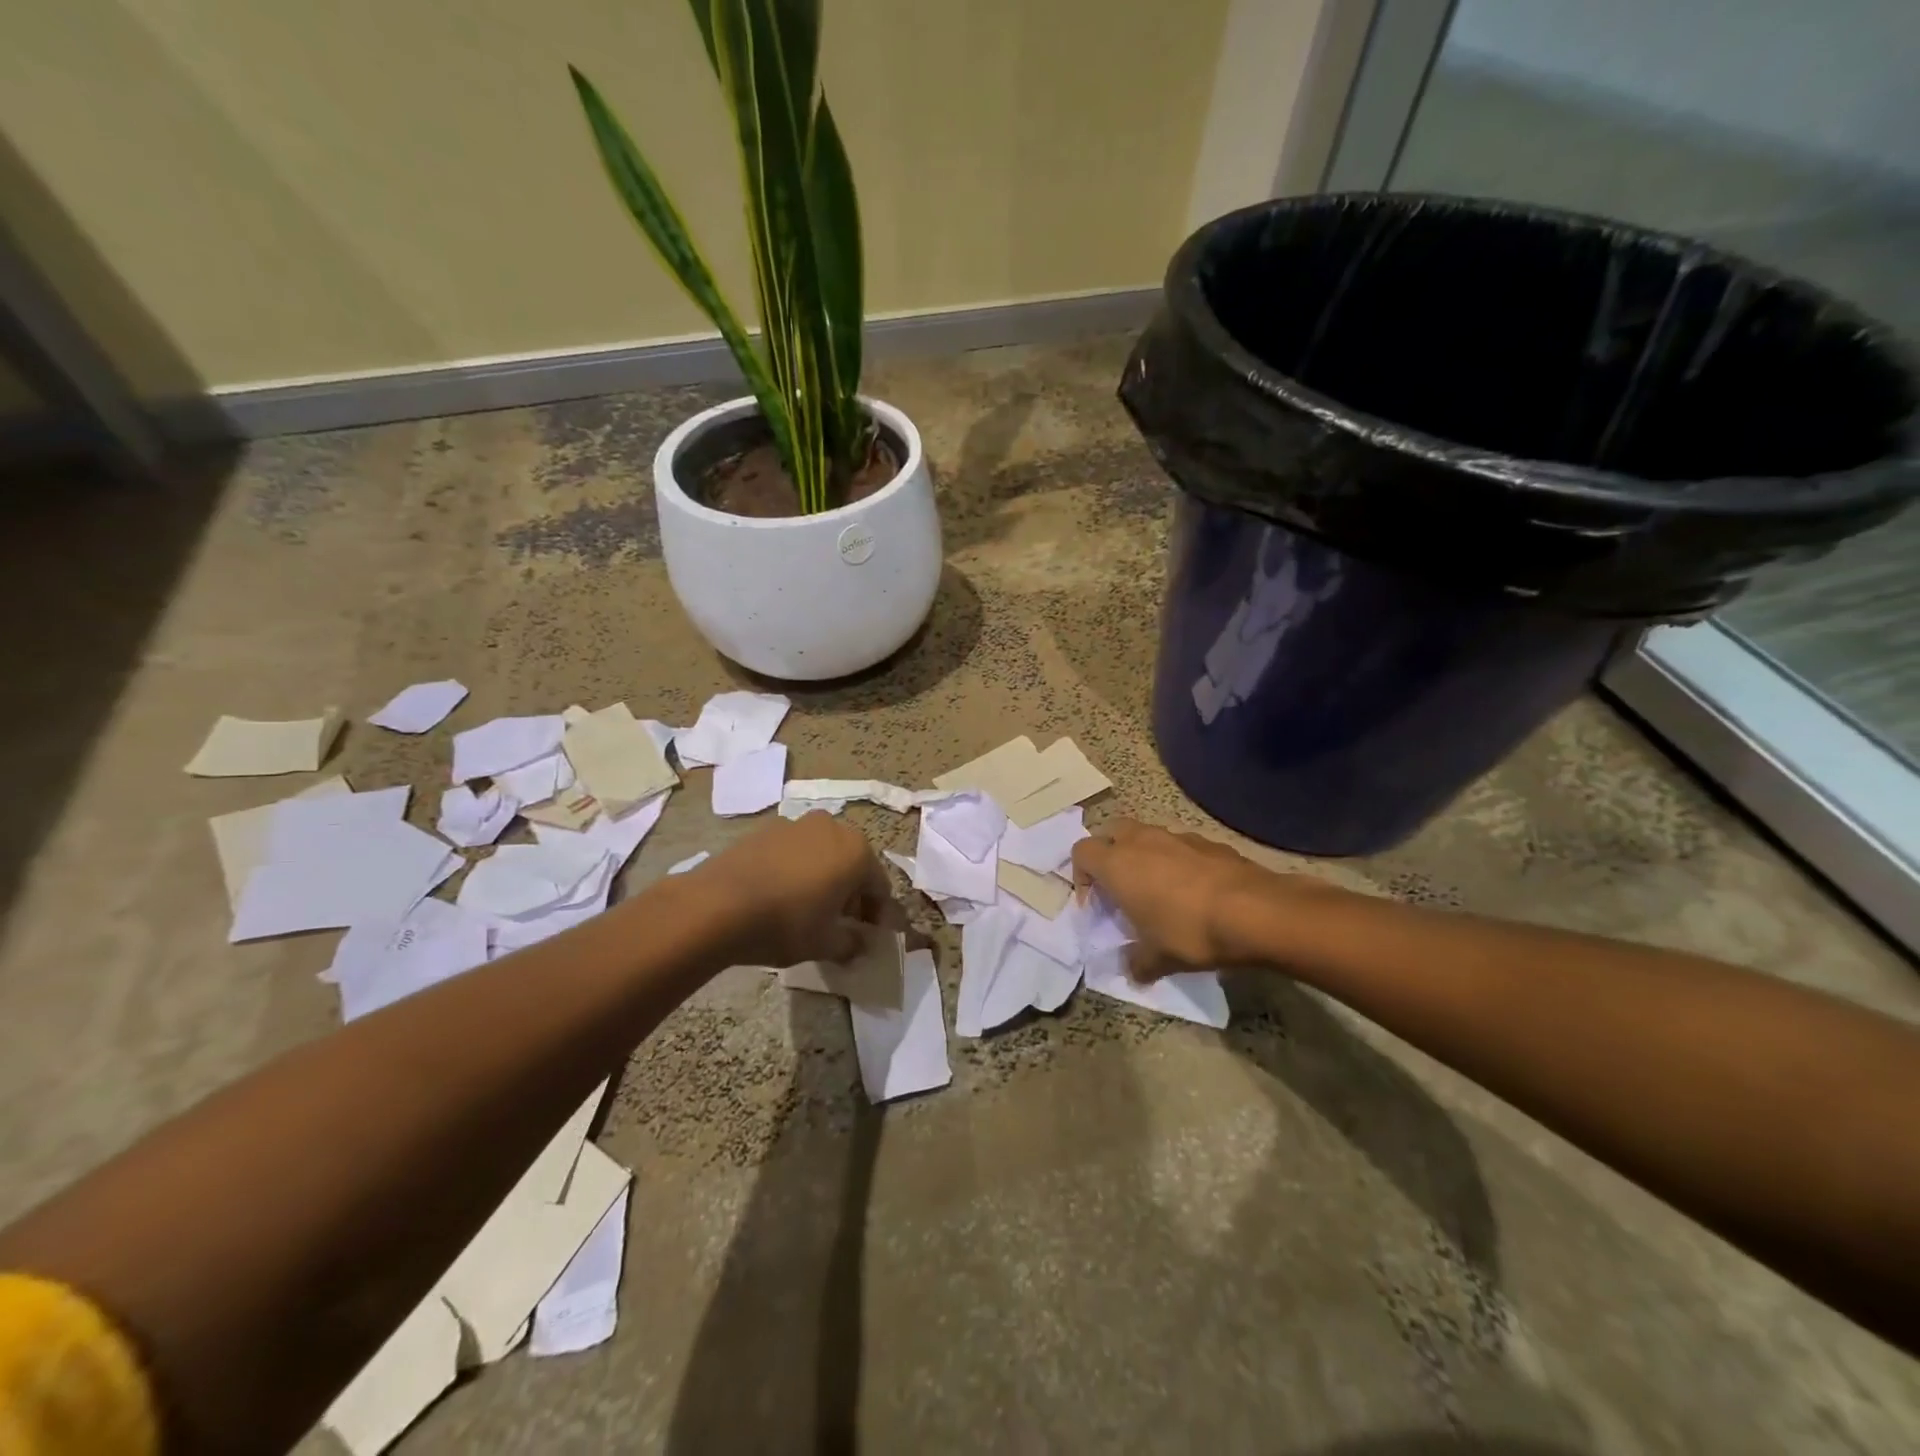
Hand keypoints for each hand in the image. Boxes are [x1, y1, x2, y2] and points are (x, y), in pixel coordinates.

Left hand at [690, 812, 896, 968]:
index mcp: (857, 851)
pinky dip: (794, 870)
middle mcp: (831, 827)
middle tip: (838, 923)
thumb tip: (860, 943)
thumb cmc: (786, 923)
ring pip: (820, 854)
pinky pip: (791, 851)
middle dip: (850, 892)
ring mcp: (795, 824)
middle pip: (851, 864)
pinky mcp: (764, 830)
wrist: (717, 905)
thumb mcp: (825, 943)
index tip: (868, 936)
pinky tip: (778, 895)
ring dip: (822, 877)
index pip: (879, 886)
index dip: (876, 915)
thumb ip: (851, 943)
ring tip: (806, 909)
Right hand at [1072, 818, 1273, 979]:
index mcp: (1117, 864)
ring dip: (1144, 855)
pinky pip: (1180, 845)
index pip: (1081, 852)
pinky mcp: (1208, 842)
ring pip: (1147, 835)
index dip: (1081, 876)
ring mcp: (1177, 836)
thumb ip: (1137, 963)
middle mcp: (1142, 841)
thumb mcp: (1158, 958)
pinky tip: (1194, 890)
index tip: (1096, 903)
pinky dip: (1177, 860)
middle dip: (1109, 853)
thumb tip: (1131, 971)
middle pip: (1110, 831)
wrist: (1255, 912)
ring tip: (1159, 889)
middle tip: (1119, 885)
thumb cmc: (1190, 932)